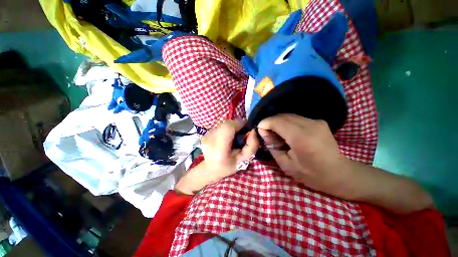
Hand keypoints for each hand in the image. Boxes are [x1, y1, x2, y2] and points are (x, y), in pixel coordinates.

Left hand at [200, 119, 258, 180]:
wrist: (210, 169)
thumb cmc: (228, 166)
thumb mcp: (243, 160)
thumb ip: (251, 146)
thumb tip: (253, 131)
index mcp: (219, 149)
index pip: (228, 127)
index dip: (239, 125)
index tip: (245, 131)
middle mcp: (210, 139)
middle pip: (227, 124)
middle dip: (236, 127)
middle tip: (239, 136)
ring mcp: (206, 136)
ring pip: (223, 124)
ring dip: (230, 128)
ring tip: (231, 139)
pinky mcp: (204, 134)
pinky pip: (219, 127)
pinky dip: (224, 130)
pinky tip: (224, 139)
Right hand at [258, 114, 351, 196]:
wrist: (339, 173)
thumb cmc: (311, 174)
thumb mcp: (286, 164)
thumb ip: (272, 146)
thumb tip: (263, 132)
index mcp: (301, 138)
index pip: (277, 122)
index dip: (265, 123)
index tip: (259, 130)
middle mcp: (310, 125)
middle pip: (282, 116)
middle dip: (270, 122)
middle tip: (266, 132)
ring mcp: (316, 121)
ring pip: (288, 115)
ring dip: (278, 122)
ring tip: (276, 133)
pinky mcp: (318, 121)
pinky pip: (296, 118)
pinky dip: (287, 122)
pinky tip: (287, 132)